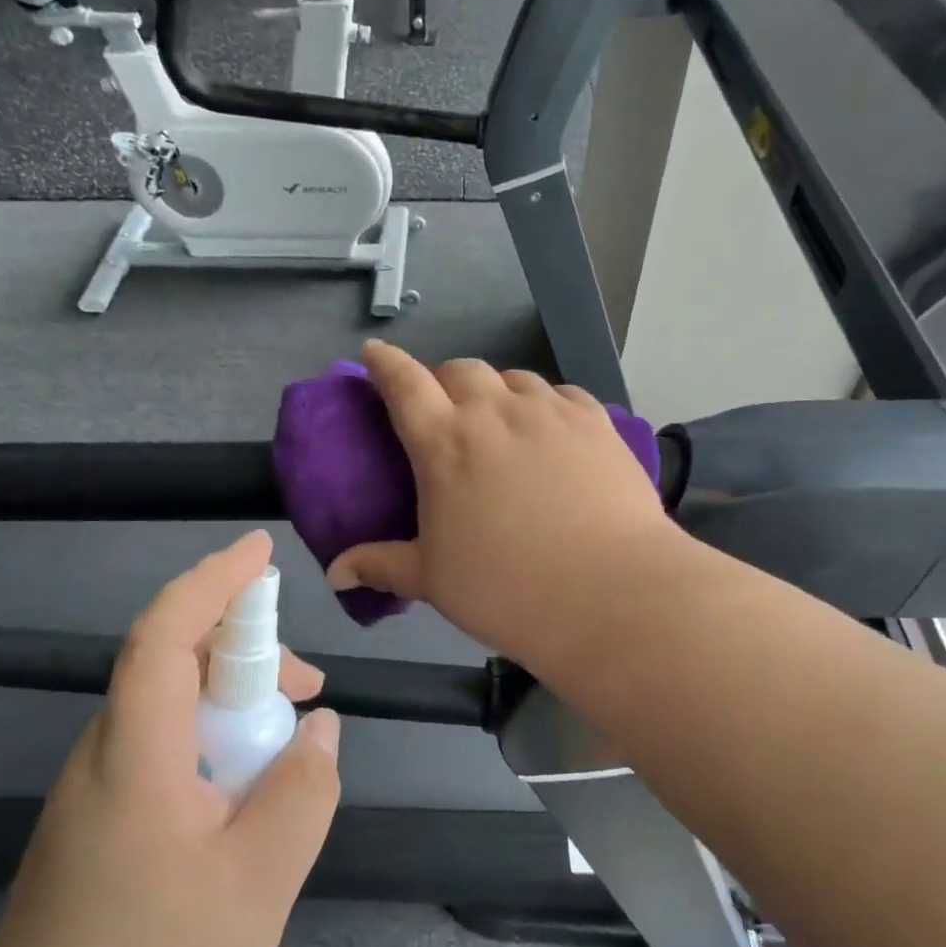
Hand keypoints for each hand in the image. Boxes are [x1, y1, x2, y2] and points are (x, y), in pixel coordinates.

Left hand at [0, 530, 340, 946]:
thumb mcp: (258, 886)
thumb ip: (302, 793)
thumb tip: (320, 727)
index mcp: (137, 752)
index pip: (165, 634)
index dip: (213, 581)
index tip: (260, 551)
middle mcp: (107, 748)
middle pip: (173, 658)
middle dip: (246, 648)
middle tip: (309, 688)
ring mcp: (99, 779)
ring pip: (172, 699)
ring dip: (235, 696)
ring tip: (291, 739)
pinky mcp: (103, 808)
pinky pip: (166, 738)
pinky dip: (215, 732)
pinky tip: (249, 781)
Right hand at [325, 341, 682, 671]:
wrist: (610, 593)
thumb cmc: (505, 589)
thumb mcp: (432, 580)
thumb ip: (381, 566)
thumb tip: (335, 573)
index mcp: (444, 442)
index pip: (403, 383)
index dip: (384, 363)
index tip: (374, 354)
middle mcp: (494, 412)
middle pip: (460, 369)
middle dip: (443, 380)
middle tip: (444, 409)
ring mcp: (549, 411)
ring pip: (513, 377)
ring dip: (496, 390)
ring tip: (499, 419)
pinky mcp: (595, 421)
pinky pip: (560, 394)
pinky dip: (543, 403)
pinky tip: (549, 429)